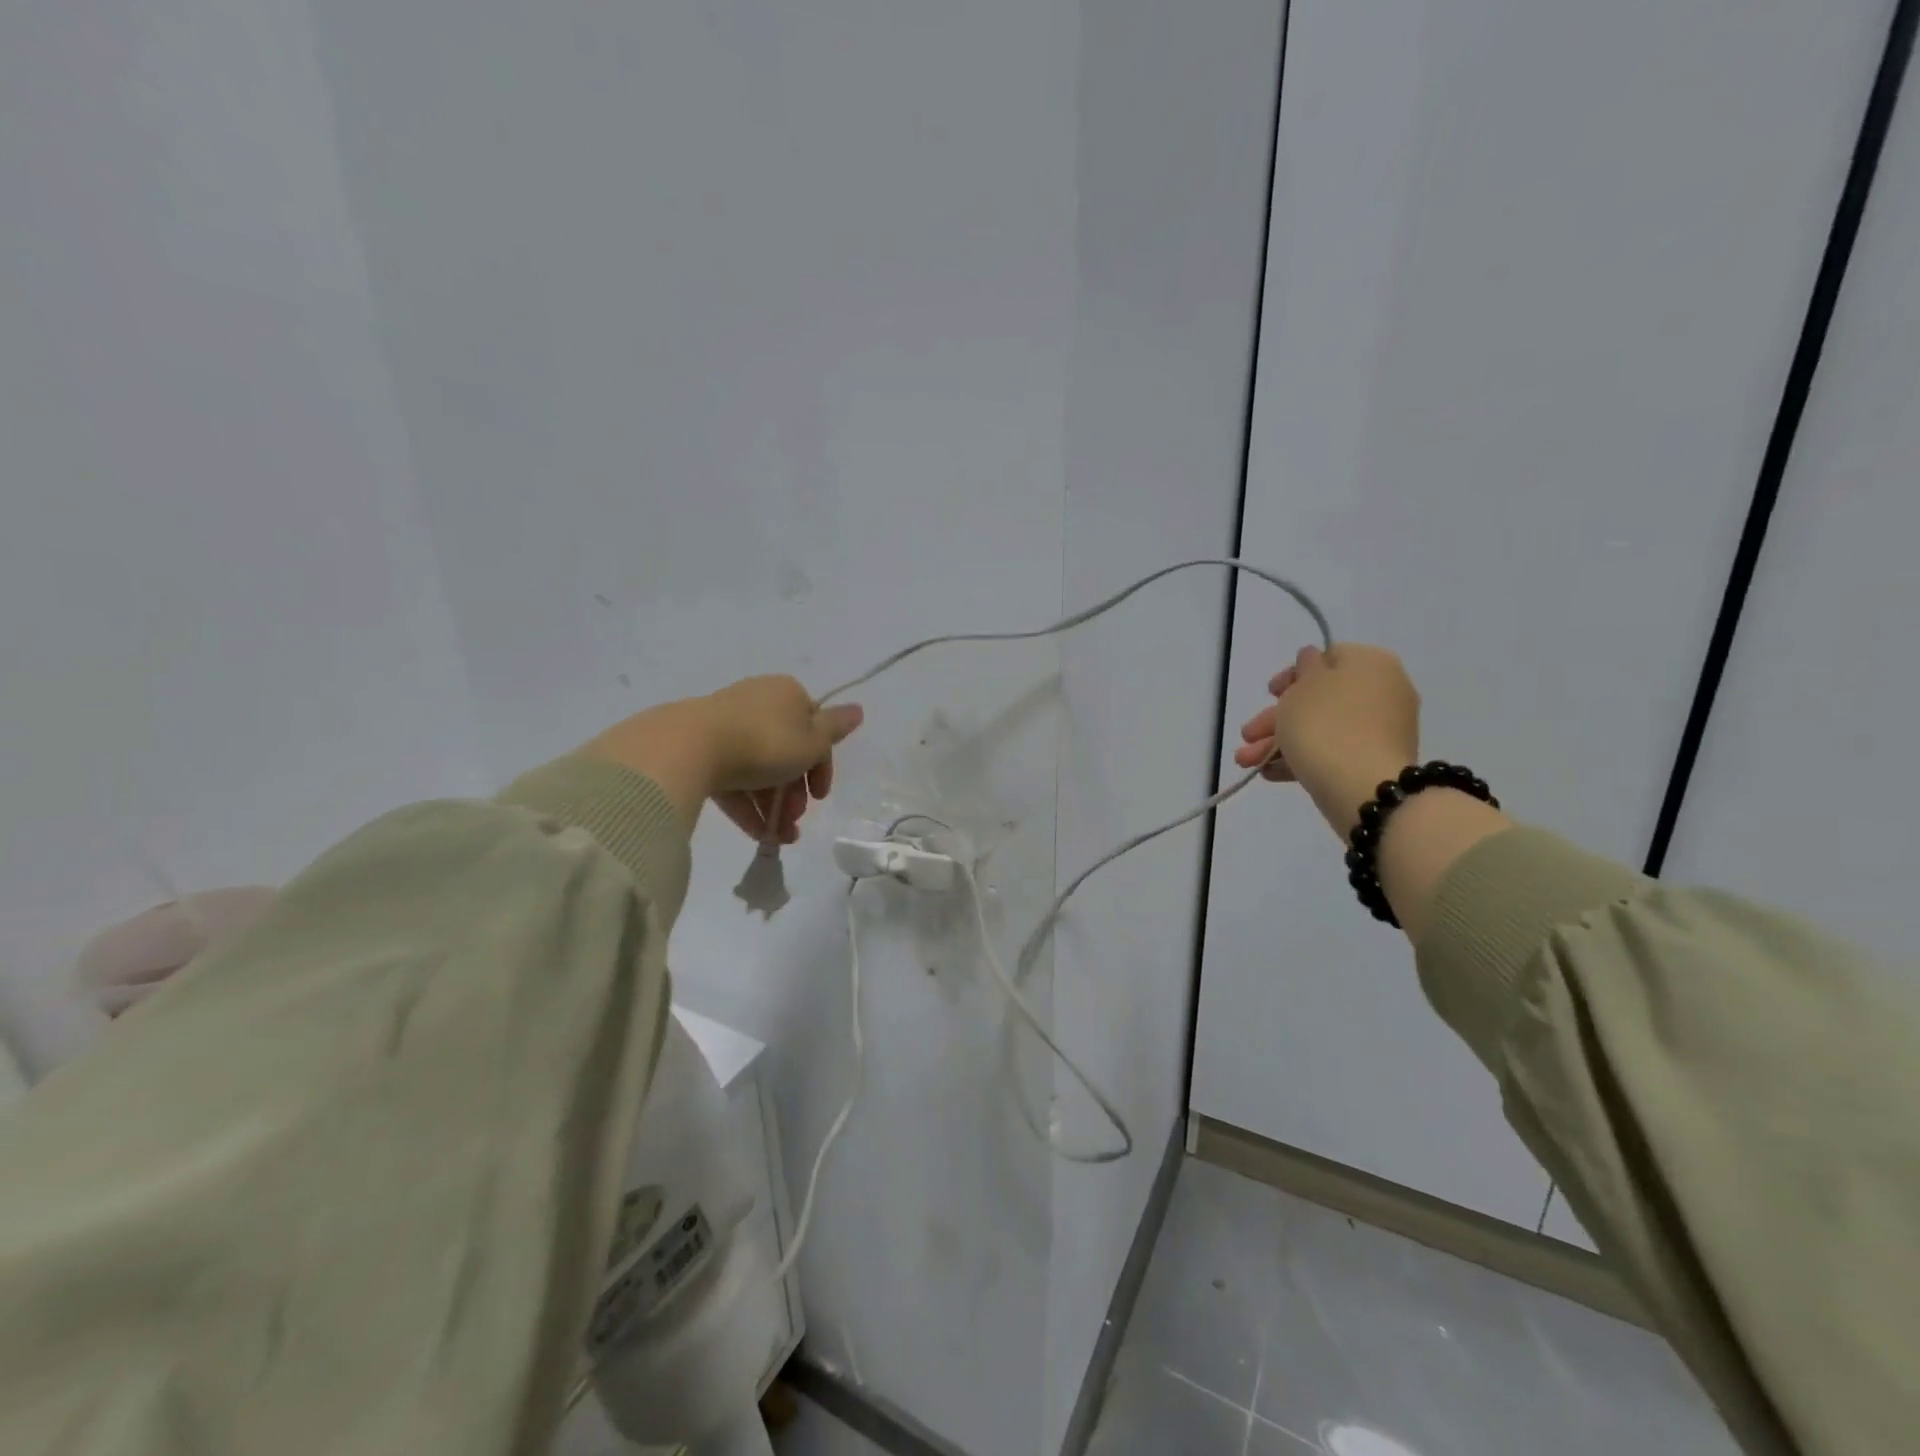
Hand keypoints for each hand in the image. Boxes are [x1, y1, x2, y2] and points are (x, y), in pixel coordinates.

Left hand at [577, 676, 862, 841]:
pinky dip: (747, 806)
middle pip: (786, 752)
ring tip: (780, 838)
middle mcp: (758, 703)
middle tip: (797, 819)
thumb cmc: (766, 742)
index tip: (821, 797)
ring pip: (759, 769)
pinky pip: (732, 779)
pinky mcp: (700, 749)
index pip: (814, 730)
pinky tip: (758, 835)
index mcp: (787, 694)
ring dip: (774, 805)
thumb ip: (836, 729)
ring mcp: (725, 726)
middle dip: (795, 792)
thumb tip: (859, 709)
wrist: (691, 747)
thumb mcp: (811, 740)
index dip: (822, 766)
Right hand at [1233, 643, 1419, 837]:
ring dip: (1280, 742)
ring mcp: (1382, 729)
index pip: (1328, 657)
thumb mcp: (1301, 689)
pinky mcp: (1376, 761)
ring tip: (1247, 763)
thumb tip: (1312, 660)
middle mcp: (1384, 691)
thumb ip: (1304, 668)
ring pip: (1322, 728)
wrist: (1363, 788)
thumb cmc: (1325, 726)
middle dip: (1276, 719)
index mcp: (1371, 663)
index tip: (1270, 693)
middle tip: (1248, 735)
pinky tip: (1271, 773)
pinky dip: (1303, 757)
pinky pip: (1334, 751)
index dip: (1293, 674)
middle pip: (1319, 699)